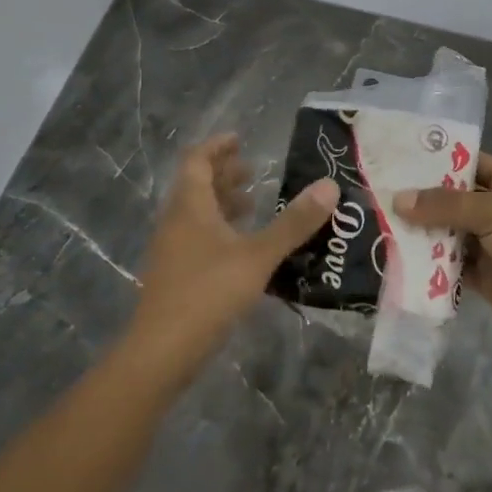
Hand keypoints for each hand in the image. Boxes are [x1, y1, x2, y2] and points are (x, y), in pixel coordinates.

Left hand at [126, 134, 339, 383]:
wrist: (161, 352)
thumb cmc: (207, 292)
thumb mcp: (258, 255)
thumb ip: (293, 223)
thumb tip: (329, 185)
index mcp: (190, 207)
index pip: (197, 161)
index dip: (217, 147)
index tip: (240, 139)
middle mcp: (176, 222)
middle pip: (196, 186)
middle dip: (224, 174)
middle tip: (254, 170)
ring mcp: (172, 250)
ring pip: (197, 214)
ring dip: (223, 203)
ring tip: (255, 203)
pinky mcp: (176, 275)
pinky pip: (198, 238)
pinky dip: (220, 231)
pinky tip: (244, 247)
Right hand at [395, 153, 491, 369]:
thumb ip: (446, 205)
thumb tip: (399, 199)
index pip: (467, 163)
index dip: (436, 161)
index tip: (398, 160)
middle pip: (452, 200)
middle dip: (420, 200)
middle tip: (377, 194)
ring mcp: (491, 244)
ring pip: (447, 233)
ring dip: (420, 233)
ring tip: (379, 225)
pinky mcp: (484, 277)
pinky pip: (450, 266)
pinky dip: (429, 265)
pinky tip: (398, 260)